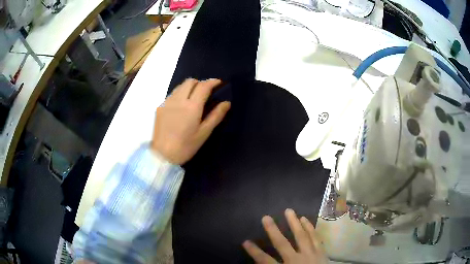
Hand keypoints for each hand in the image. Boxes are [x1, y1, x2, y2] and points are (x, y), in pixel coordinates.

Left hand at [152, 78, 230, 164]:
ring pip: (180, 86)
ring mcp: (167, 102)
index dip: (212, 82)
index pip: (203, 86)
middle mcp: (178, 100)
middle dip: (200, 83)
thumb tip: (226, 103)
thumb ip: (216, 116)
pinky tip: (181, 107)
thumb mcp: (204, 133)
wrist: (162, 155)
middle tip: (206, 92)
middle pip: (190, 81)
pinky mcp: (160, 107)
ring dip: (190, 87)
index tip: (219, 83)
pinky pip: (172, 94)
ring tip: (194, 98)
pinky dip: (180, 94)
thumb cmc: (186, 146)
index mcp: (192, 107)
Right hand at [243, 209, 327, 263]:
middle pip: (282, 244)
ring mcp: (311, 255)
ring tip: (289, 211)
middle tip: (266, 217)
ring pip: (301, 237)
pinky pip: (315, 238)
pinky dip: (310, 228)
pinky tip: (305, 219)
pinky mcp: (321, 252)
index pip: (265, 261)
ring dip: (294, 223)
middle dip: (273, 231)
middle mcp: (297, 260)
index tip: (246, 242)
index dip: (255, 251)